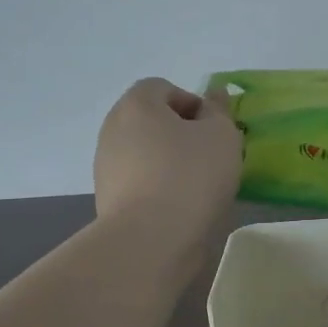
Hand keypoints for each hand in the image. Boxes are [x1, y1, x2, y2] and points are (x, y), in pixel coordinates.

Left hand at [93, 78, 242, 243]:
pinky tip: (180, 208)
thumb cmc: (190, 176)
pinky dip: (160, 188)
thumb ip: (219, 111)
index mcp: (136, 105)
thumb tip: (214, 95)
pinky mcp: (108, 199)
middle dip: (182, 134)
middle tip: (211, 157)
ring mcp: (106, 166)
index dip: (193, 103)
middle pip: (152, 121)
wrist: (150, 239)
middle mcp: (113, 129)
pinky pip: (140, 182)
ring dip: (171, 163)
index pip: (164, 88)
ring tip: (199, 187)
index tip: (214, 131)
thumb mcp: (221, 136)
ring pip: (146, 153)